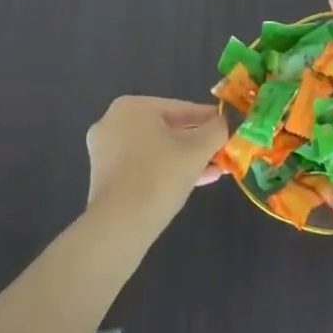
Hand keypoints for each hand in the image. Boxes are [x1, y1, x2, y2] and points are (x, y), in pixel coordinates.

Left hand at [85, 96, 227, 221]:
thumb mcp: (198, 150)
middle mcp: (113, 122)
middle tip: (222, 152)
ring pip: (156, 149)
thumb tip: (224, 123)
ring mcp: (104, 150)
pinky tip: (193, 181)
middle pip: (168, 129)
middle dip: (198, 143)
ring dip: (186, 159)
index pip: (182, 108)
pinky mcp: (103, 175)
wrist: (119, 225)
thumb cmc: (160, 176)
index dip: (209, 119)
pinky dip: (166, 170)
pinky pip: (142, 165)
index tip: (229, 128)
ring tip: (214, 170)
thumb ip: (216, 130)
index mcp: (133, 107)